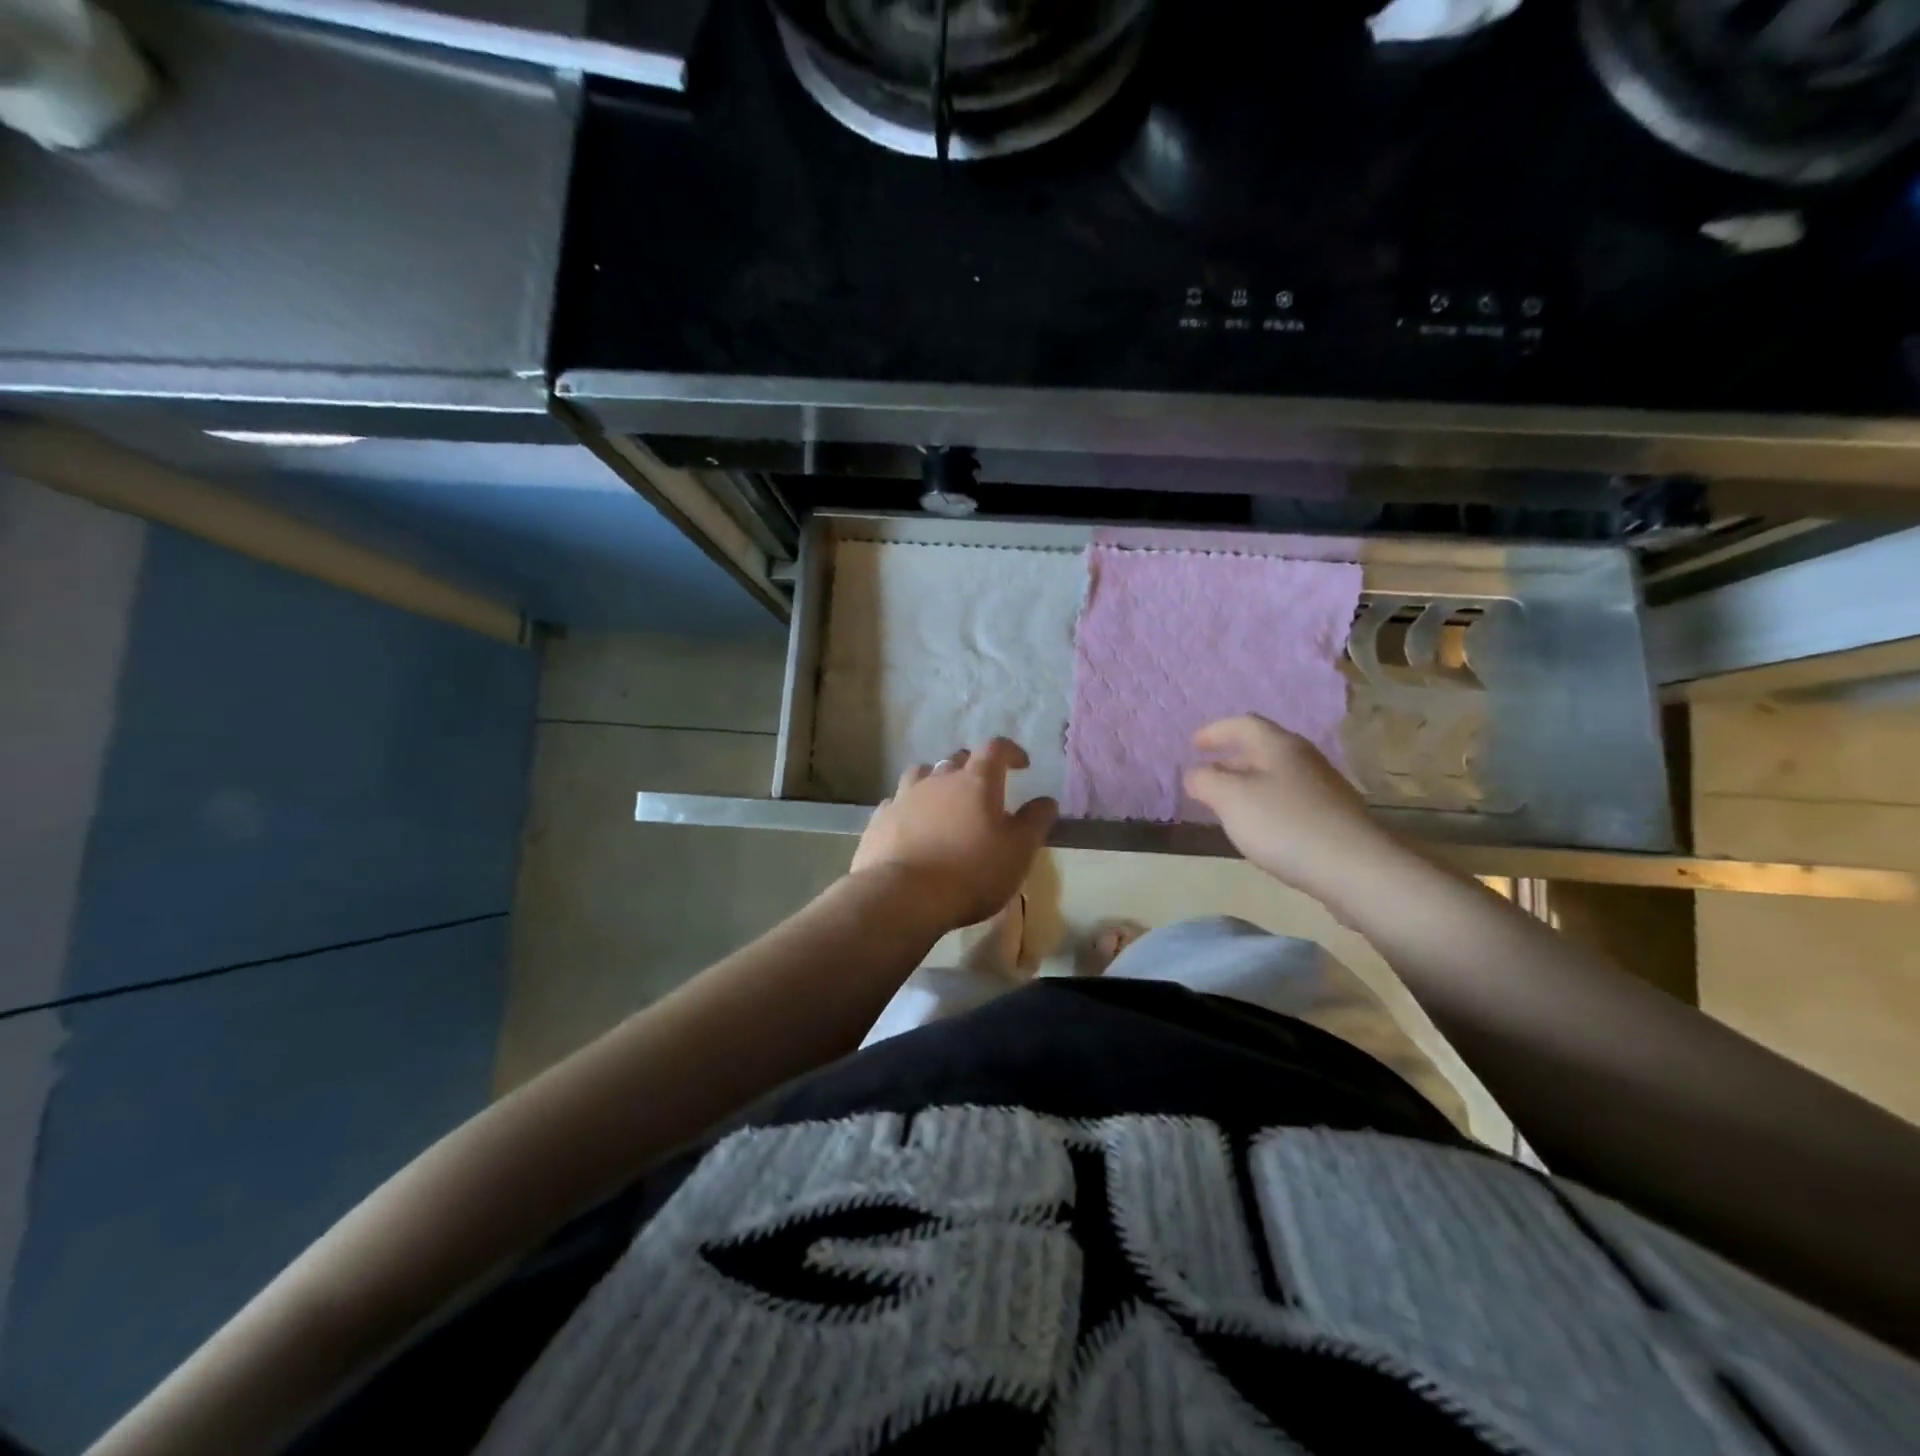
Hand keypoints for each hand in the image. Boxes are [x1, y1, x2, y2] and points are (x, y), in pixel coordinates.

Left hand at [850, 738, 1056, 932]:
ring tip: (943, 801)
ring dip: (936, 782)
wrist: (903, 896)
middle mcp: (938, 779)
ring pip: (921, 774)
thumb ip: (1034, 822)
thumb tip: (1046, 800)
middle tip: (983, 789)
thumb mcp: (1018, 851)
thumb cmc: (971, 872)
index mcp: (975, 781)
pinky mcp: (879, 820)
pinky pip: (896, 802)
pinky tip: (911, 825)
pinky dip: (908, 808)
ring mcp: (904, 797)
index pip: (995, 748)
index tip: (1021, 765)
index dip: (1010, 752)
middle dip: (973, 767)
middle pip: (957, 759)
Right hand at [1182, 714, 1396, 901]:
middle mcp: (1304, 758)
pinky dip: (1267, 802)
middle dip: (1231, 756)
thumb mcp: (1230, 799)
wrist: (1354, 868)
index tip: (1192, 746)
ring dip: (1249, 781)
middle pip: (1263, 747)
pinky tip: (1262, 826)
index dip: (1214, 731)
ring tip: (1229, 801)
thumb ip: (1205, 780)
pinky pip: (1291, 798)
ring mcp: (1323, 787)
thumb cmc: (1284, 825)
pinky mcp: (1333, 816)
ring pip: (1278, 773)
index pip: (1243, 723)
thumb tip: (1194, 773)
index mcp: (1279, 746)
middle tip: (1208, 771)